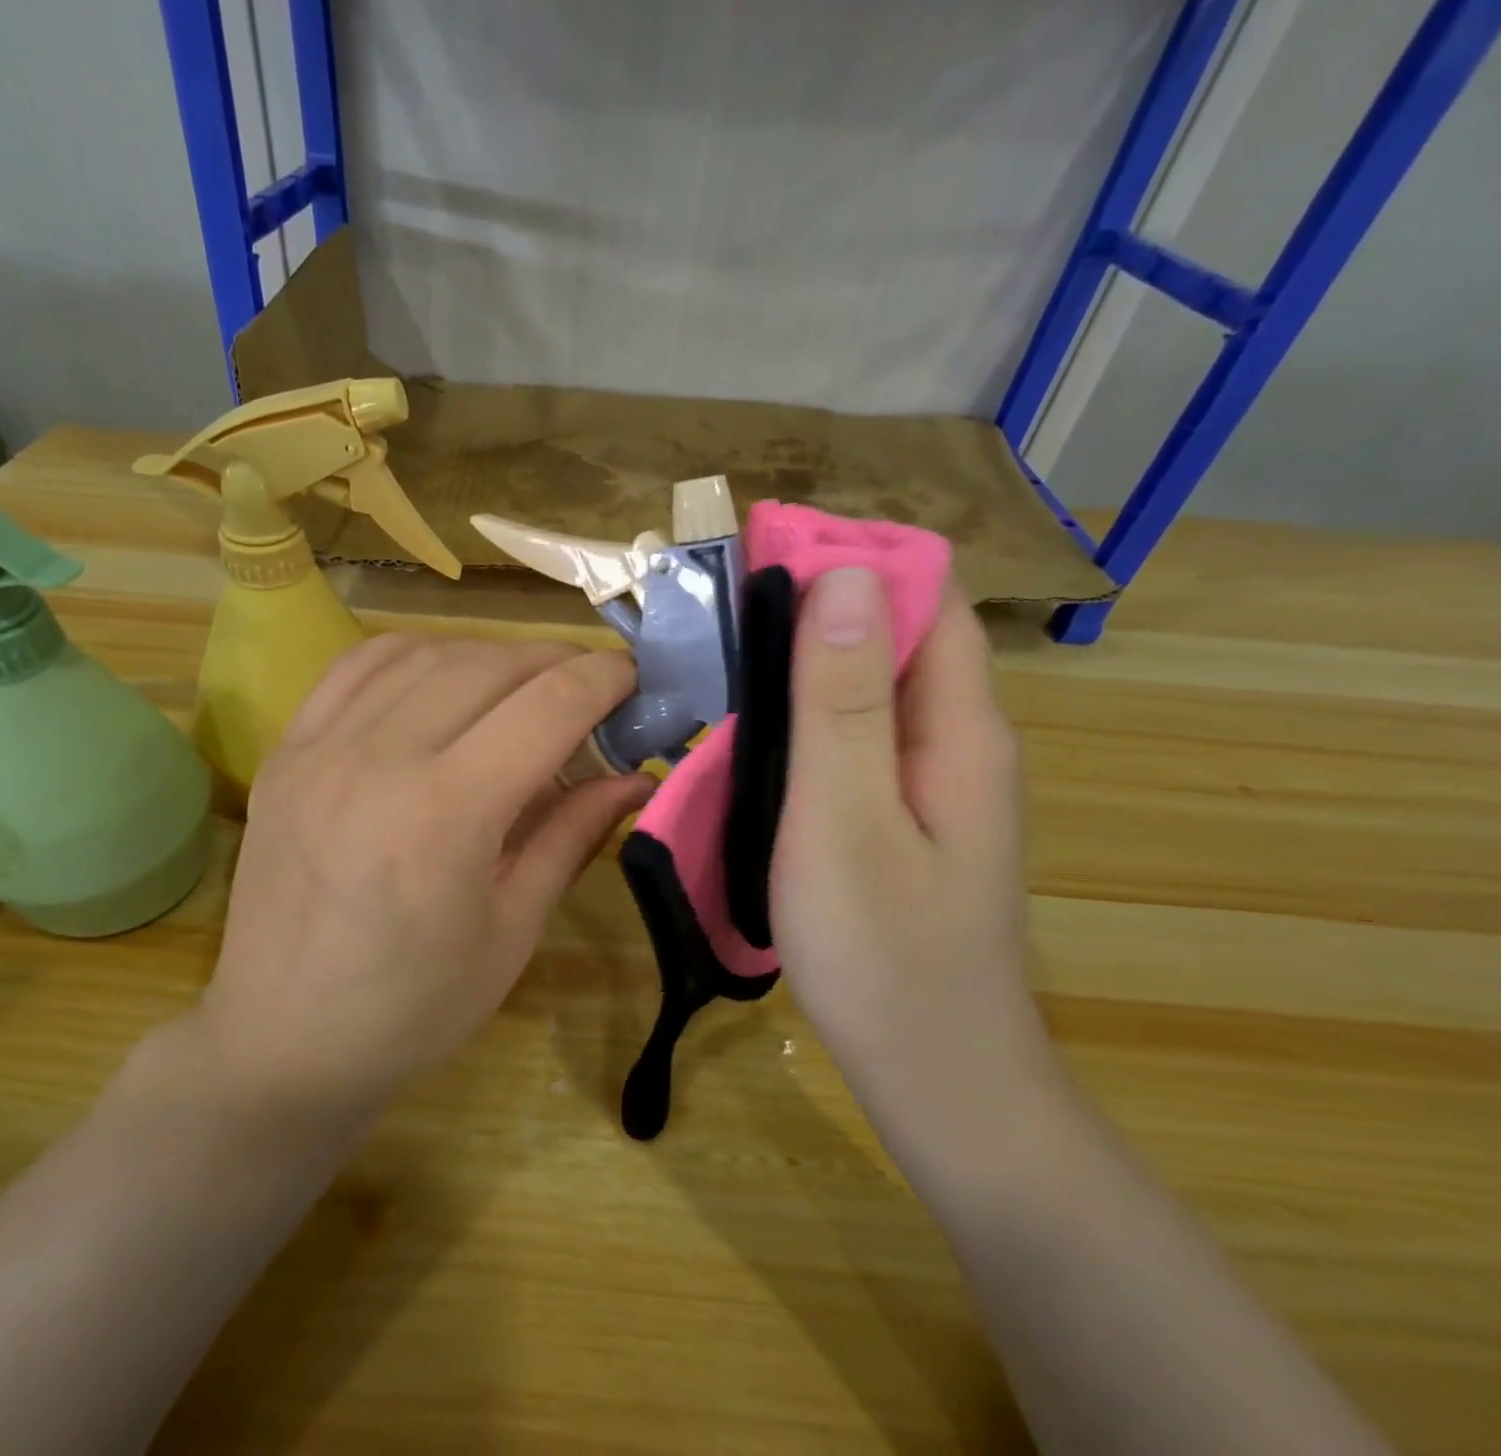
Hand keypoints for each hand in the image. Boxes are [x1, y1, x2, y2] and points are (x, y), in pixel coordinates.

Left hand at [195, 635, 652, 1120]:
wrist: (282, 1038)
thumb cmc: (414, 1006)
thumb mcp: (514, 929)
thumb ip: (574, 834)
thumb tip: (637, 777)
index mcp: (446, 814)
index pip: (547, 706)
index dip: (603, 679)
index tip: (635, 677)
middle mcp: (379, 758)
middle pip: (490, 665)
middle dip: (556, 663)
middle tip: (590, 689)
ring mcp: (323, 745)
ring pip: (429, 653)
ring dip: (492, 657)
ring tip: (523, 689)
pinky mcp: (288, 747)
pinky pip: (361, 664)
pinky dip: (420, 655)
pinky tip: (445, 679)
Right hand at [770, 570, 1054, 1175]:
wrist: (937, 1081)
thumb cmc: (884, 955)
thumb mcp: (846, 820)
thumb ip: (843, 702)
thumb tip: (844, 575)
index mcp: (960, 728)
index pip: (922, 598)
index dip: (851, 560)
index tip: (765, 555)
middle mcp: (958, 742)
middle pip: (894, 639)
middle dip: (817, 609)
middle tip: (722, 612)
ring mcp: (933, 786)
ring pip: (871, 692)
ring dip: (806, 665)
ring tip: (723, 662)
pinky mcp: (904, 821)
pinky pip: (858, 741)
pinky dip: (809, 720)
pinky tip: (756, 738)